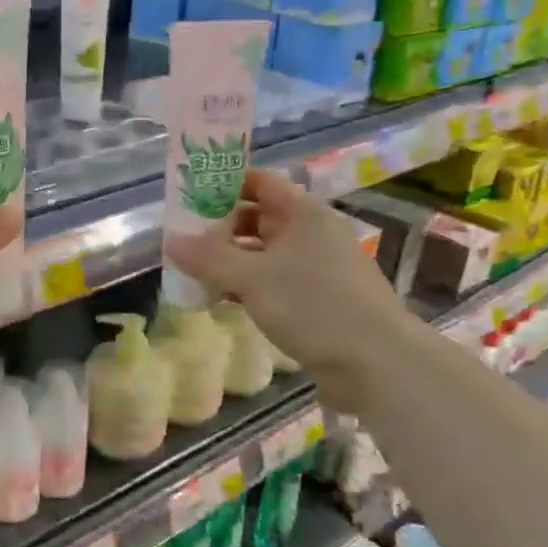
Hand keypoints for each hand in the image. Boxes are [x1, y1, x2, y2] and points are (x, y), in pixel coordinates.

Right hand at [165, 169, 412, 373]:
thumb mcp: (252, 278)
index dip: (224, 184)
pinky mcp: (318, 299)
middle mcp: (311, 233)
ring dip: (230, 259)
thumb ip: (208, 258)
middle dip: (220, 226)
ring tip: (193, 270)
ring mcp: (316, 267)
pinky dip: (247, 284)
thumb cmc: (314, 306)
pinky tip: (220, 299)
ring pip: (263, 252)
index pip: (259, 182)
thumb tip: (170, 242)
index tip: (189, 195)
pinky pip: (273, 280)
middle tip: (183, 237)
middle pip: (258, 217)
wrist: (377, 364)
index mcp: (303, 213)